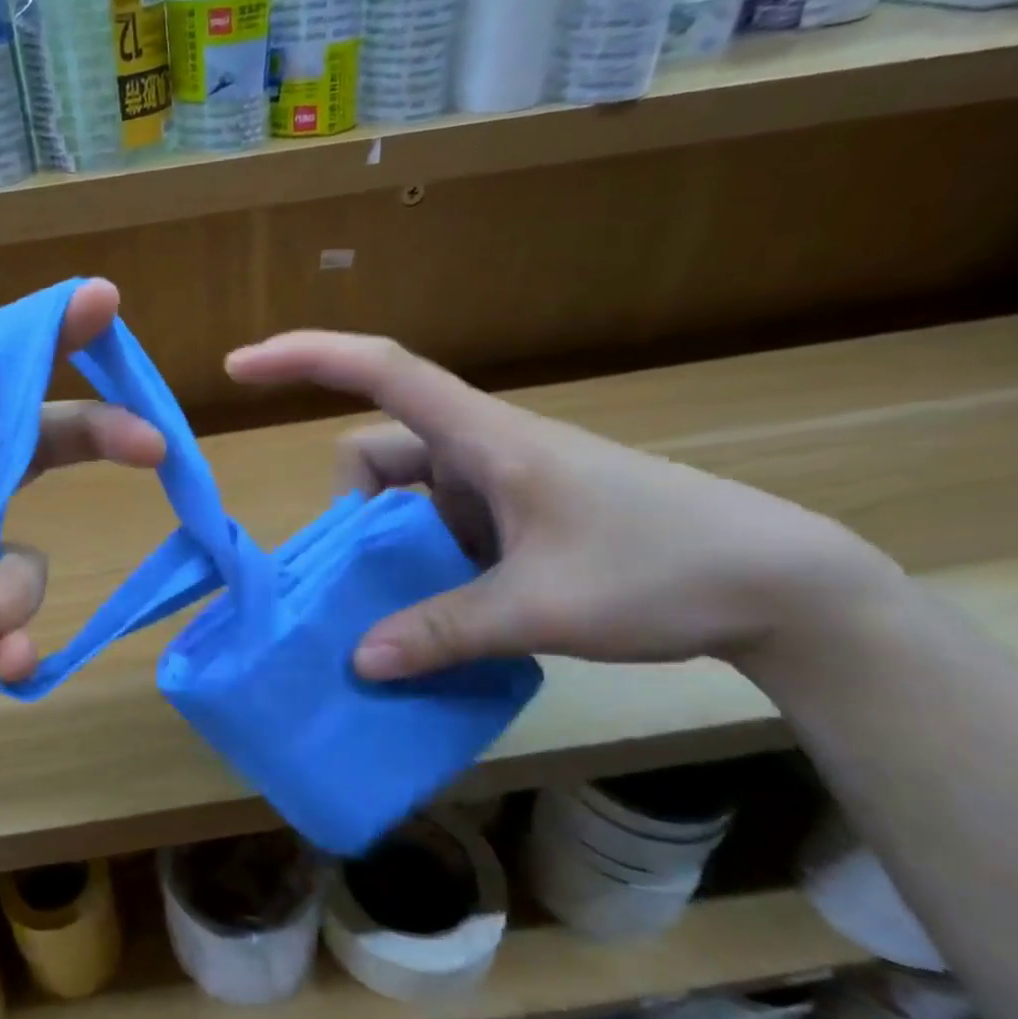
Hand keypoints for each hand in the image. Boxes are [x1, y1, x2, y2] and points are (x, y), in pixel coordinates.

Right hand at [225, 332, 902, 680]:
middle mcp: (479, 451)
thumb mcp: (542, 607)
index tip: (239, 367)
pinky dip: (422, 569)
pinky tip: (445, 620)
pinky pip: (438, 532)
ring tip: (409, 616)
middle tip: (365, 588)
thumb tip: (359, 661)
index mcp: (483, 439)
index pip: (382, 370)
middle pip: (376, 459)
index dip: (305, 357)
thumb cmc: (663, 567)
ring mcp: (496, 487)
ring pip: (404, 502)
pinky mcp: (513, 520)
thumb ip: (445, 631)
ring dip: (388, 553)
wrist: (778, 584)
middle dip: (352, 519)